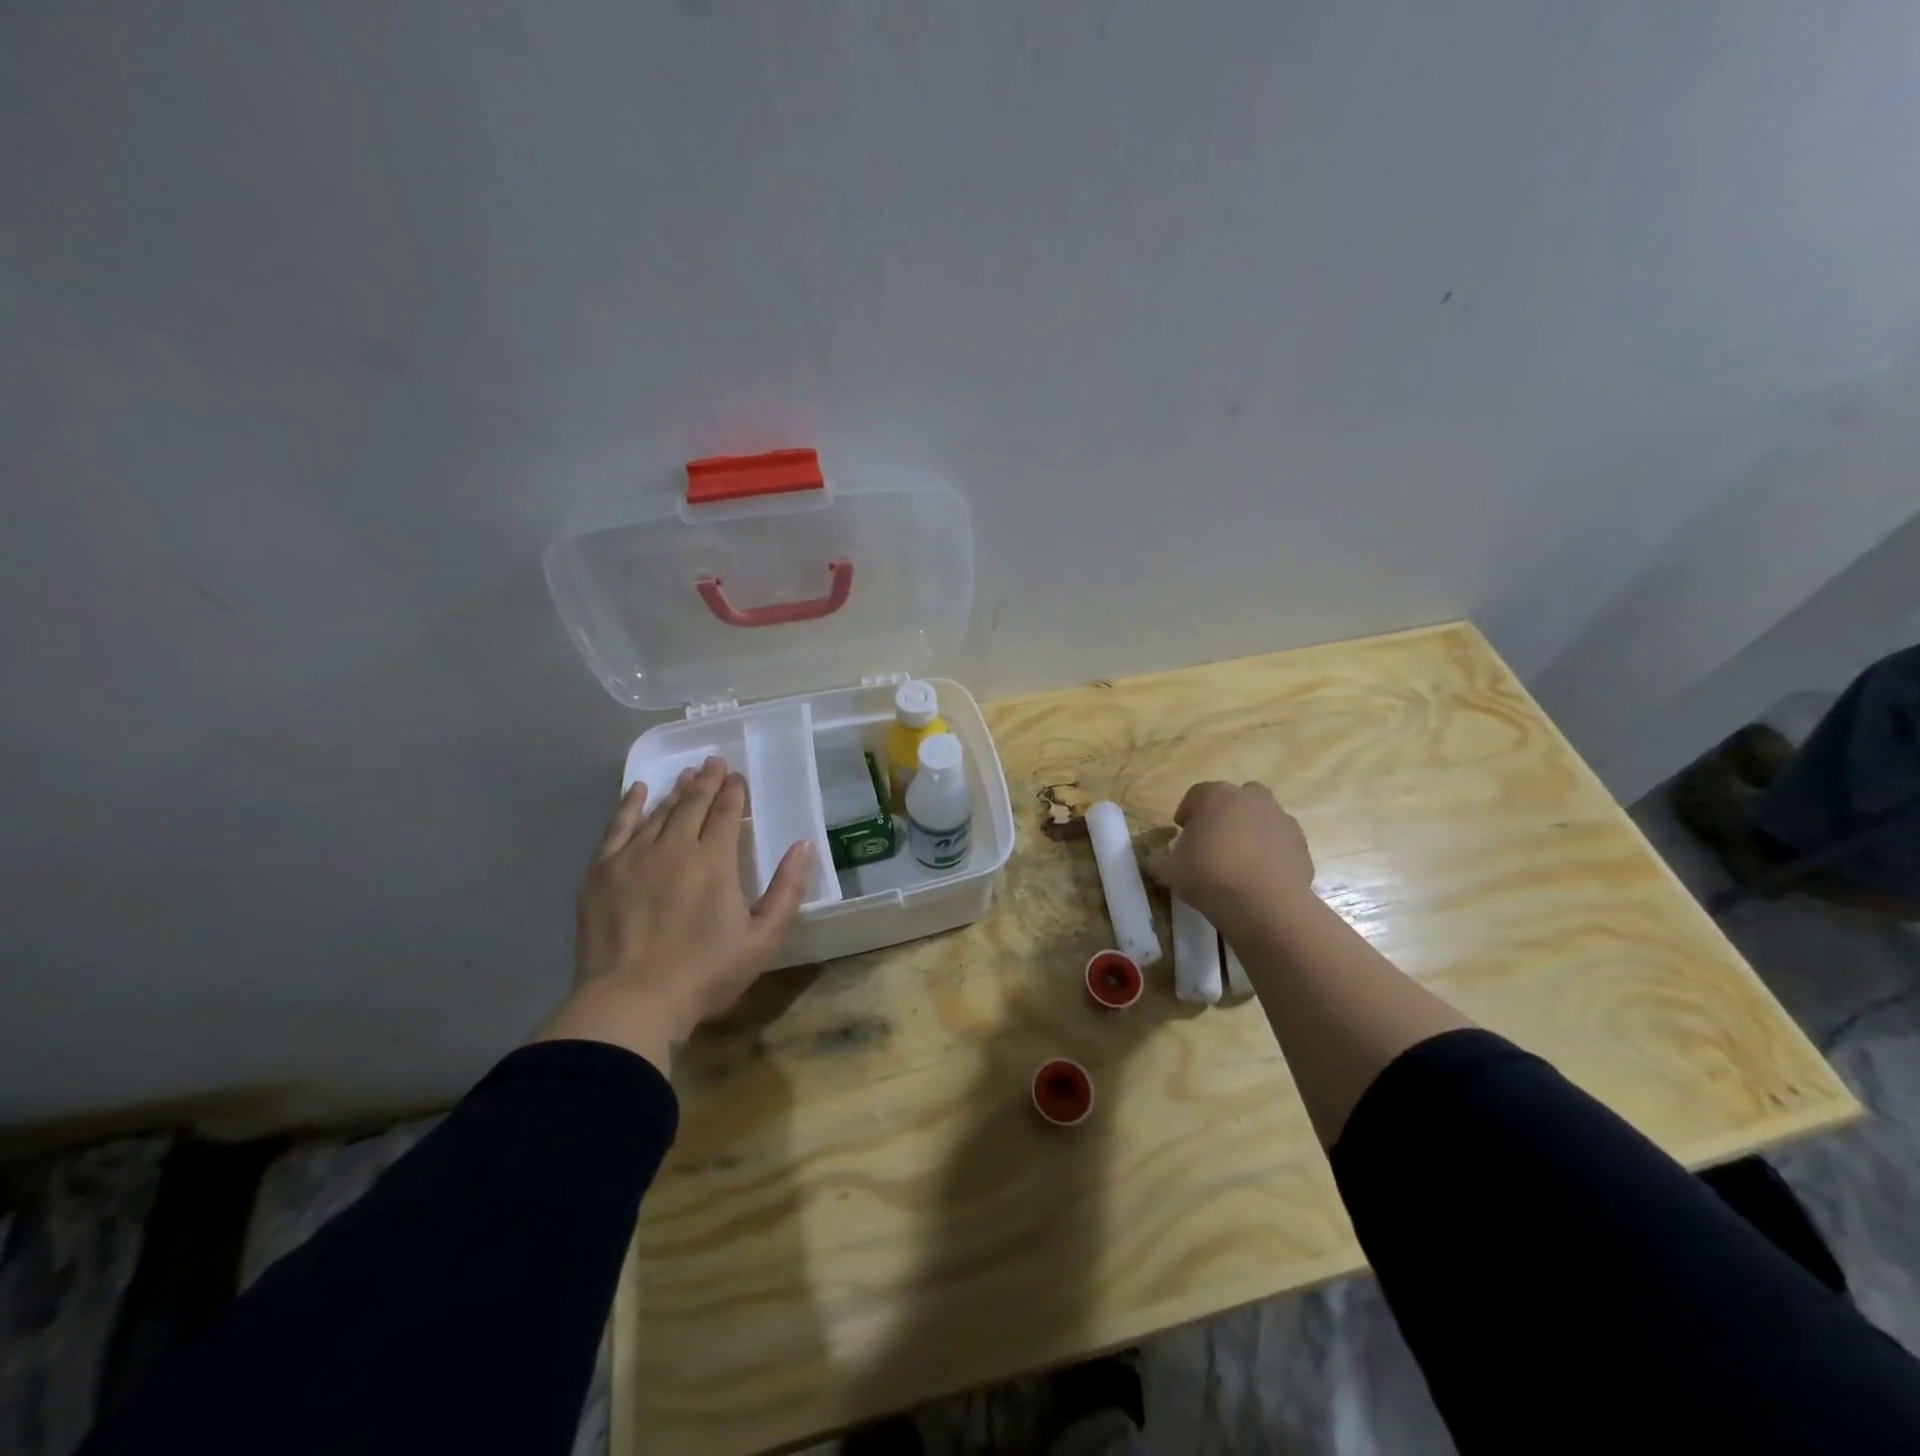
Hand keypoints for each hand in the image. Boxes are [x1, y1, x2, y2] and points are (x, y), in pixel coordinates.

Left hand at [534, 756, 813, 1071]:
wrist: (631, 1002)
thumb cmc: (704, 973)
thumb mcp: (762, 939)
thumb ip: (787, 889)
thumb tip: (805, 845)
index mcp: (714, 861)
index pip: (726, 813)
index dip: (734, 792)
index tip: (737, 777)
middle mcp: (674, 847)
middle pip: (693, 804)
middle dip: (707, 781)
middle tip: (714, 762)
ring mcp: (634, 856)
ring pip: (659, 812)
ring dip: (677, 791)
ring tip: (687, 775)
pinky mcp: (602, 871)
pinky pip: (618, 826)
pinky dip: (630, 805)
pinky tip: (640, 791)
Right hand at [1143, 780, 1314, 934]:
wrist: (1264, 903)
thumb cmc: (1209, 875)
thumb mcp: (1169, 871)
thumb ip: (1157, 862)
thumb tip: (1150, 862)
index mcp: (1215, 796)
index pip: (1196, 795)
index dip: (1187, 812)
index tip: (1182, 832)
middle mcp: (1250, 798)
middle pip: (1234, 798)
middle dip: (1224, 814)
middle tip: (1213, 840)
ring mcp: (1280, 818)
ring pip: (1262, 816)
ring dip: (1250, 830)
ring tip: (1239, 859)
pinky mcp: (1301, 843)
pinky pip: (1280, 841)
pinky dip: (1271, 851)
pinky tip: (1260, 874)